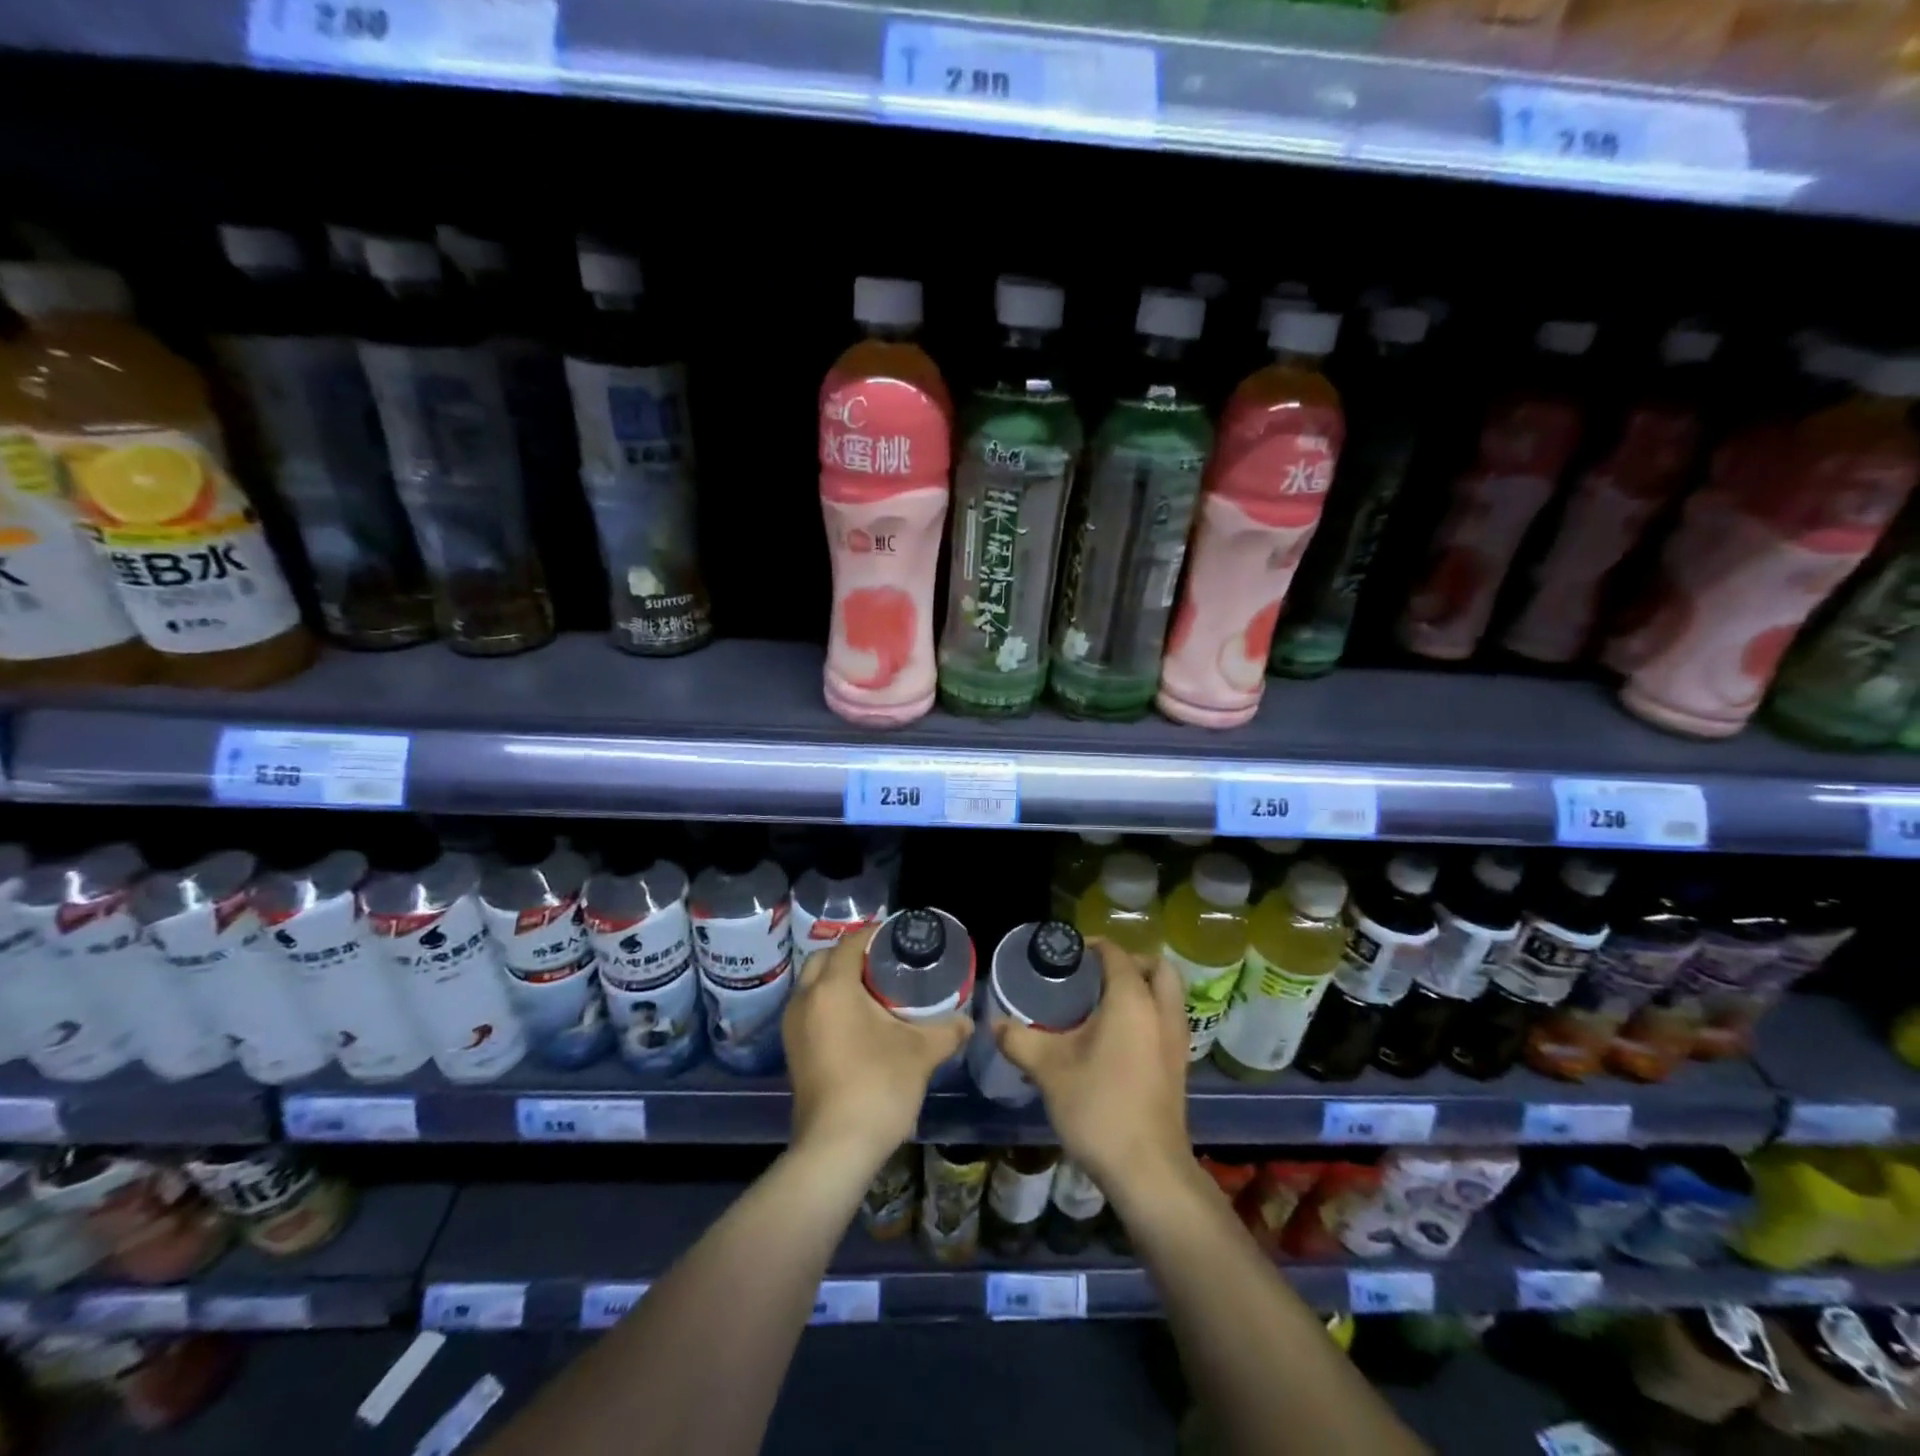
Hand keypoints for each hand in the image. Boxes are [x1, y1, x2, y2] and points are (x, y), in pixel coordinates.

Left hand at [782, 925, 971, 1176]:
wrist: (836, 1149)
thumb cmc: (878, 1087)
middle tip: (886, 962)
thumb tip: (968, 1022)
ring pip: (813, 985)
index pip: (851, 943)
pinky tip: (859, 1021)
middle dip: (852, 955)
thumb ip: (947, 1030)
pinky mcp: (793, 1050)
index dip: (875, 934)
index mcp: (832, 988)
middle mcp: (805, 999)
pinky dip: (830, 1003)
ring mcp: (793, 1027)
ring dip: (838, 979)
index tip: (899, 936)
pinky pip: (810, 1009)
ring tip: (875, 989)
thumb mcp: (921, 1053)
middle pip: (825, 959)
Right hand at [991, 938, 1189, 1203]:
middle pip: (1156, 967)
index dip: (1091, 946)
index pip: (1116, 953)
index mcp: (1132, 1000)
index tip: (1066, 954)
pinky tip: (1116, 1038)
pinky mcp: (1179, 1066)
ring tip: (1103, 1003)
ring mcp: (1176, 1041)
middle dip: (1129, 962)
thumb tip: (995, 1023)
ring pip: (1167, 995)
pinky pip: (1167, 1020)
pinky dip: (1148, 1014)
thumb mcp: (1048, 1069)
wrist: (1148, 1170)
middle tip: (1094, 975)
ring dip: (1142, 988)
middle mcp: (1161, 1012)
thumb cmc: (1099, 1107)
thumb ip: (1019, 1039)